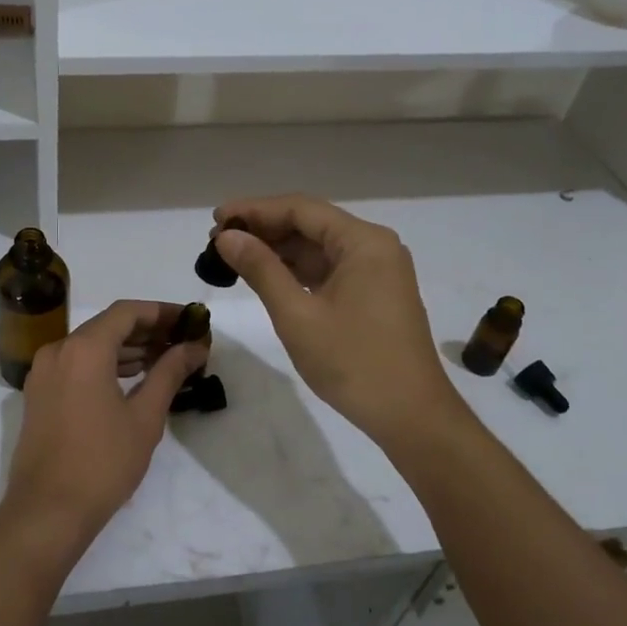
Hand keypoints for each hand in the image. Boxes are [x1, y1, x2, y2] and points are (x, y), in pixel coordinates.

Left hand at [2, 300, 207, 547]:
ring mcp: (44, 372)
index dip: (162, 312)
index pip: (127, 312)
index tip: (191, 320)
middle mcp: (58, 350)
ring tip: (165, 359)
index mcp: (84, 349)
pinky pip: (76, 364)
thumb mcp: (145, 417)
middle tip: (184, 341)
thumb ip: (169, 373)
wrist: (47, 511)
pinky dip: (105, 364)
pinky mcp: (39, 394)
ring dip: (127, 348)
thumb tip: (194, 347)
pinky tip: (133, 377)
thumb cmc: (103, 462)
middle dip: (148, 330)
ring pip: (91, 345)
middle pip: (108, 325)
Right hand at [212, 196, 467, 450]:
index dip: (254, 210)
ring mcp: (377, 271)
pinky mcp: (374, 294)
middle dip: (264, 229)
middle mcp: (374, 247)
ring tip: (234, 257)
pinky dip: (296, 271)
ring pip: (318, 248)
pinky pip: (329, 269)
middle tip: (218, 241)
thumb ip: (261, 269)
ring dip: (278, 250)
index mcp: (363, 242)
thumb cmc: (353, 363)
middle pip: (311, 224)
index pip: (301, 209)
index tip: (216, 219)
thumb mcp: (297, 315)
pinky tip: (266, 276)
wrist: (410, 416)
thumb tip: (226, 237)